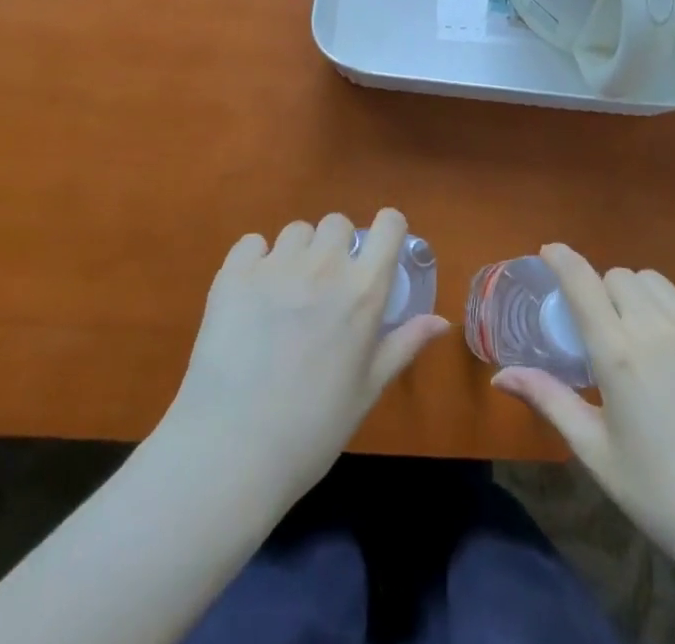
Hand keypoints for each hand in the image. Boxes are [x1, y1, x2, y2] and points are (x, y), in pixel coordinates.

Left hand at [159, 209, 448, 517]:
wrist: (232, 451)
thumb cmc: (312, 429)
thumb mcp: (368, 391)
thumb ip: (404, 345)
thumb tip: (441, 321)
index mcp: (363, 291)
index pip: (389, 225)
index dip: (387, 230)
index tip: (378, 251)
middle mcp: (324, 266)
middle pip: (337, 223)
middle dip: (335, 246)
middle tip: (325, 286)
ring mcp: (277, 265)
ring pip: (296, 231)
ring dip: (297, 253)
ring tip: (285, 294)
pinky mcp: (234, 273)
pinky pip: (252, 243)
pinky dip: (255, 260)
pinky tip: (251, 295)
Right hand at [492, 243, 674, 579]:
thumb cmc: (661, 495)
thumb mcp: (596, 453)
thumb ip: (549, 401)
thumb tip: (500, 377)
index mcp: (619, 354)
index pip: (582, 281)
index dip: (562, 258)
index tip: (549, 251)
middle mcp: (658, 329)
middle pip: (619, 277)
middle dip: (603, 291)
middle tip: (602, 328)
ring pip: (657, 283)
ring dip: (638, 296)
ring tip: (641, 335)